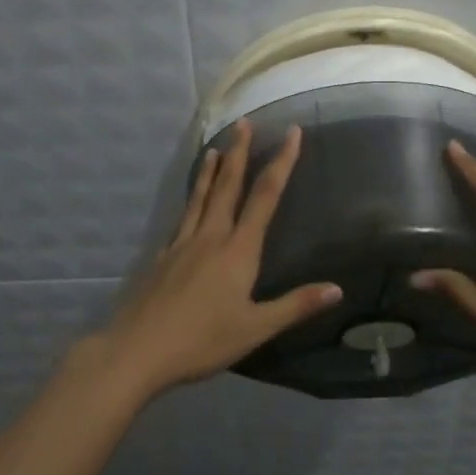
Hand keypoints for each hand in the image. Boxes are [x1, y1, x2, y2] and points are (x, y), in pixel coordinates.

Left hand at [90, 120, 341, 400]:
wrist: (138, 350)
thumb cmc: (202, 341)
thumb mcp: (255, 328)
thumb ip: (295, 306)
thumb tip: (337, 289)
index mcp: (237, 250)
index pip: (265, 197)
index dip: (281, 163)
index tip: (292, 133)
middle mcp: (210, 237)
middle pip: (228, 186)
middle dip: (239, 153)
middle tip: (244, 124)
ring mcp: (182, 244)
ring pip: (199, 197)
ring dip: (210, 170)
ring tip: (215, 148)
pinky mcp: (162, 257)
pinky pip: (182, 217)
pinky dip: (190, 200)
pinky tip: (188, 203)